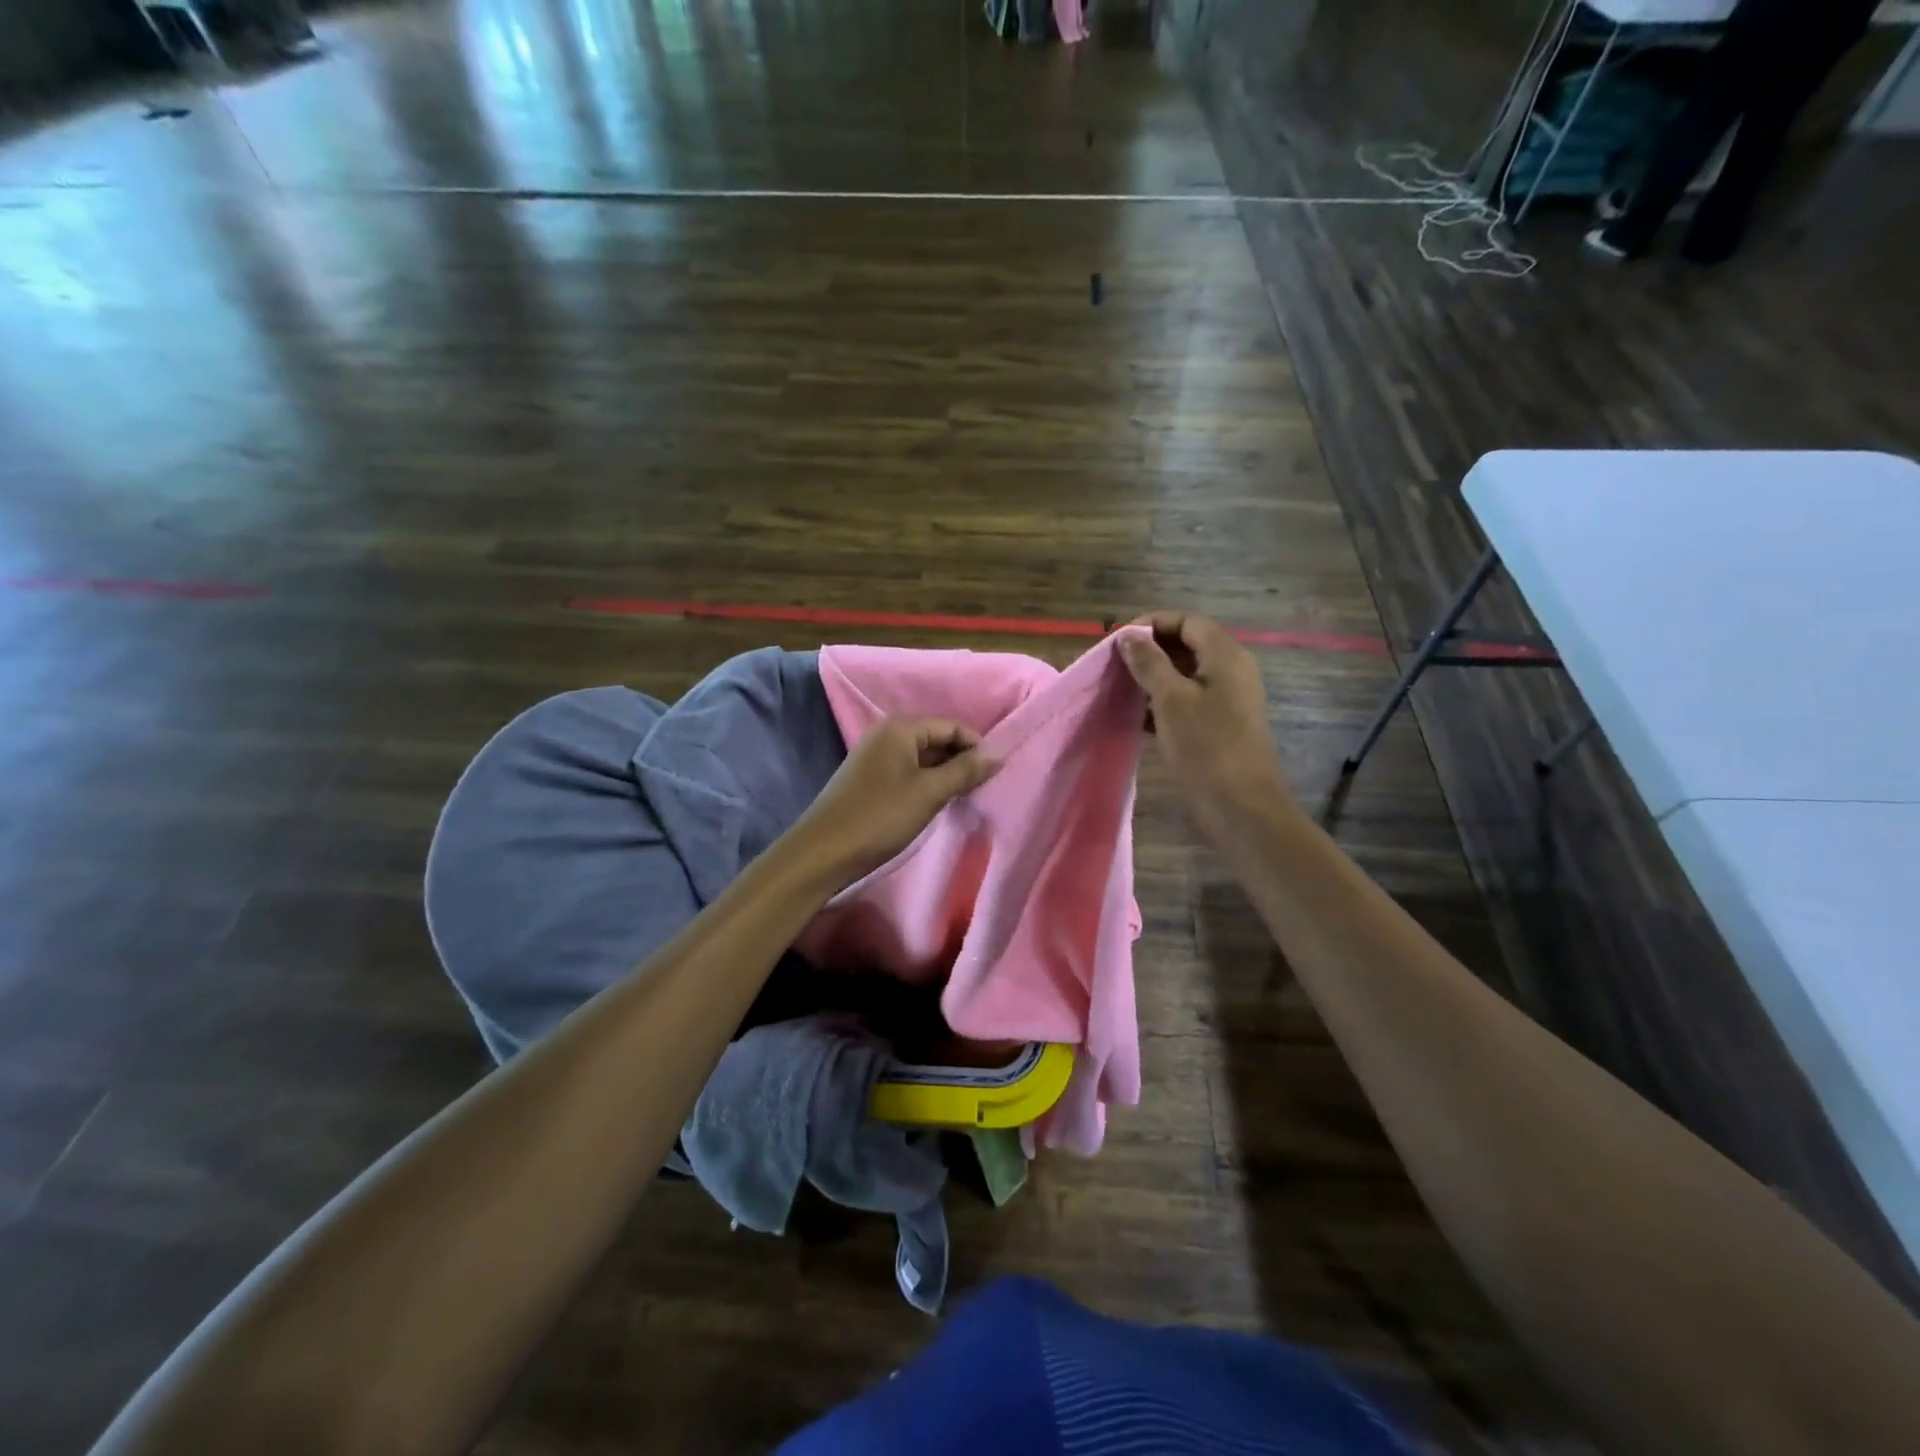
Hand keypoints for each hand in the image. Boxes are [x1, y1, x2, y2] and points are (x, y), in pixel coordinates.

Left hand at [790, 717, 1000, 888]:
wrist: (823, 851)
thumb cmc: (880, 816)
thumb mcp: (929, 793)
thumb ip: (964, 771)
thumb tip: (998, 754)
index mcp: (901, 728)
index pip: (951, 726)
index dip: (977, 746)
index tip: (996, 773)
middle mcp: (887, 734)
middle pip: (937, 738)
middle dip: (961, 760)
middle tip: (983, 787)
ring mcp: (875, 756)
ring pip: (923, 757)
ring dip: (945, 773)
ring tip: (965, 797)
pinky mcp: (870, 779)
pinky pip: (908, 771)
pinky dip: (927, 783)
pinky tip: (937, 802)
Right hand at [1118, 612, 1294, 841]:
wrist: (1241, 806)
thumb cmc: (1206, 746)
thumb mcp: (1171, 699)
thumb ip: (1148, 662)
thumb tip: (1128, 635)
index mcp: (1225, 655)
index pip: (1187, 621)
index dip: (1152, 623)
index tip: (1117, 641)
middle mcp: (1231, 670)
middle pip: (1187, 644)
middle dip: (1150, 650)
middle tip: (1114, 665)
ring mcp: (1228, 699)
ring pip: (1185, 674)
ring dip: (1153, 677)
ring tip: (1120, 688)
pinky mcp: (1220, 724)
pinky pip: (1188, 699)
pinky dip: (1163, 701)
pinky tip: (1137, 716)